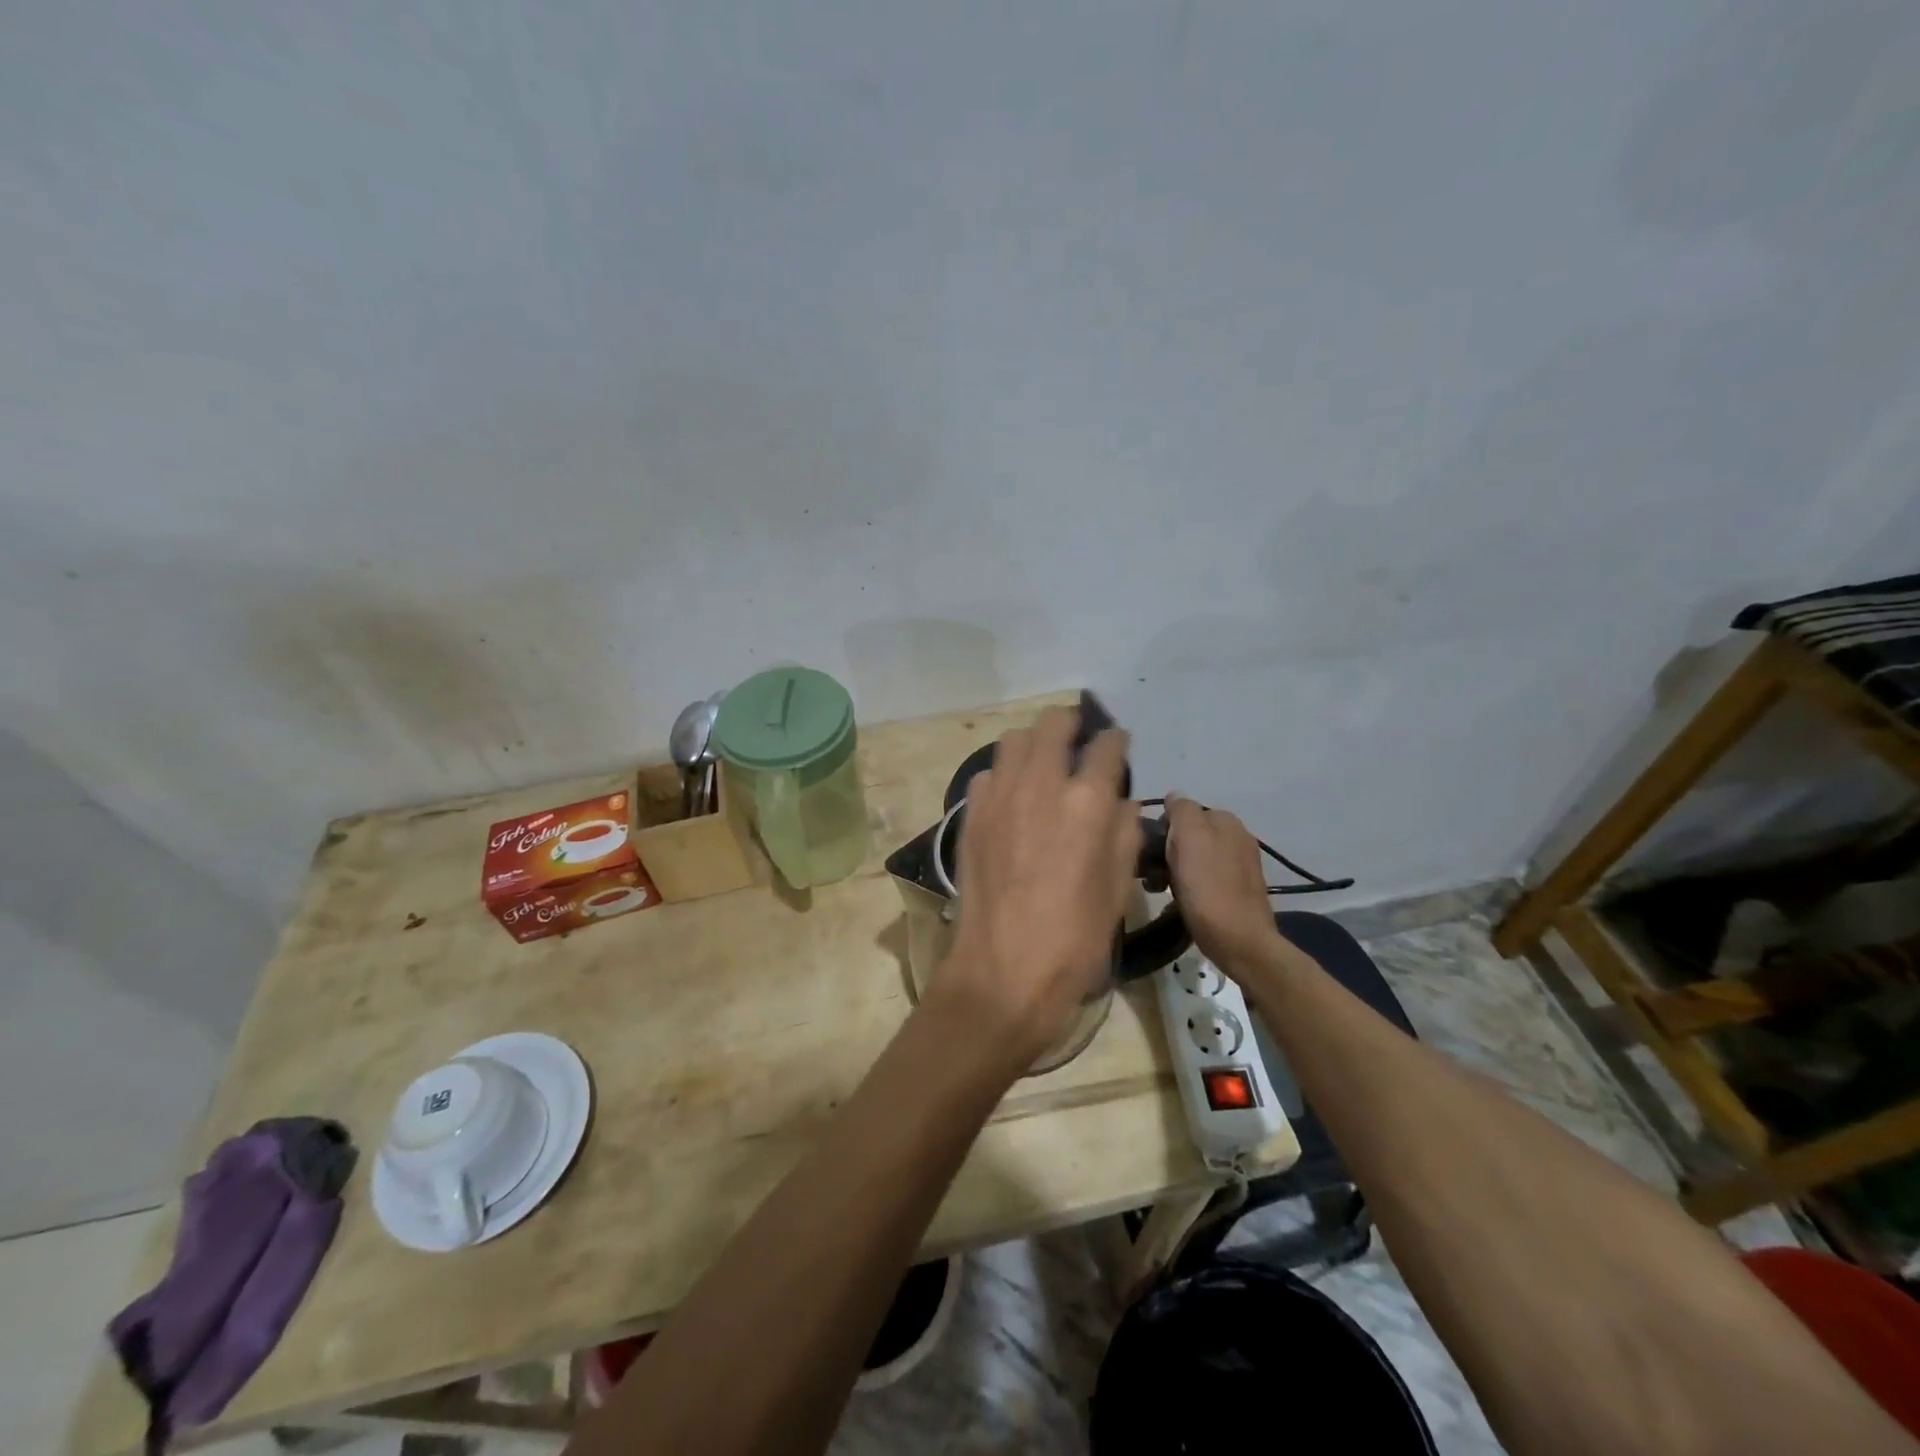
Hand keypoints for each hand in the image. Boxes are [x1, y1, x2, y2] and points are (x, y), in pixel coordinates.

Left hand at [927, 708, 1142, 1073]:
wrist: (1003, 973)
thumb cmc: (1074, 939)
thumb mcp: (1118, 889)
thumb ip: (1123, 833)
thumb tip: (1119, 802)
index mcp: (1087, 802)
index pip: (1106, 746)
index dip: (1115, 741)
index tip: (1117, 746)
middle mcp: (1041, 785)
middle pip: (1053, 723)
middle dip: (1071, 724)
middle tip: (1078, 741)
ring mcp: (999, 797)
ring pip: (1013, 740)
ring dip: (1033, 744)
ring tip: (1043, 766)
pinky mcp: (971, 815)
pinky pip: (987, 775)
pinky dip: (1003, 776)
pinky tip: (1012, 800)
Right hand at [1164, 795, 1281, 971]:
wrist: (1239, 941)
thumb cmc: (1208, 887)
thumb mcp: (1189, 838)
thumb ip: (1181, 811)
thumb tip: (1174, 798)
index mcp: (1226, 820)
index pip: (1182, 810)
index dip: (1163, 829)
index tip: (1153, 851)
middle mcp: (1237, 837)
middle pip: (1188, 835)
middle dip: (1167, 851)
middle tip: (1153, 874)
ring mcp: (1240, 865)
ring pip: (1194, 858)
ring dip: (1174, 870)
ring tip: (1161, 890)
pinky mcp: (1237, 891)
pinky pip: (1204, 879)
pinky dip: (1189, 886)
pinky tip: (1180, 901)